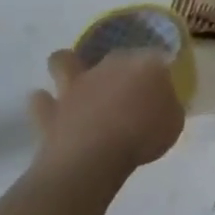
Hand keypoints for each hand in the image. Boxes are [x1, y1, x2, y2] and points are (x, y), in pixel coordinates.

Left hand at [28, 48, 184, 175]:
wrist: (94, 157)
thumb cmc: (143, 136)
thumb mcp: (174, 122)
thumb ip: (167, 105)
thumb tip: (160, 101)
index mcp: (145, 64)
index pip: (155, 57)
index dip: (158, 72)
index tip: (160, 89)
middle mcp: (109, 65)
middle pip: (116, 57)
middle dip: (119, 70)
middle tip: (125, 93)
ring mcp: (76, 85)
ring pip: (64, 61)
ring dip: (67, 68)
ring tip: (74, 82)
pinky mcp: (50, 109)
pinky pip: (40, 101)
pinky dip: (44, 104)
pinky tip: (50, 110)